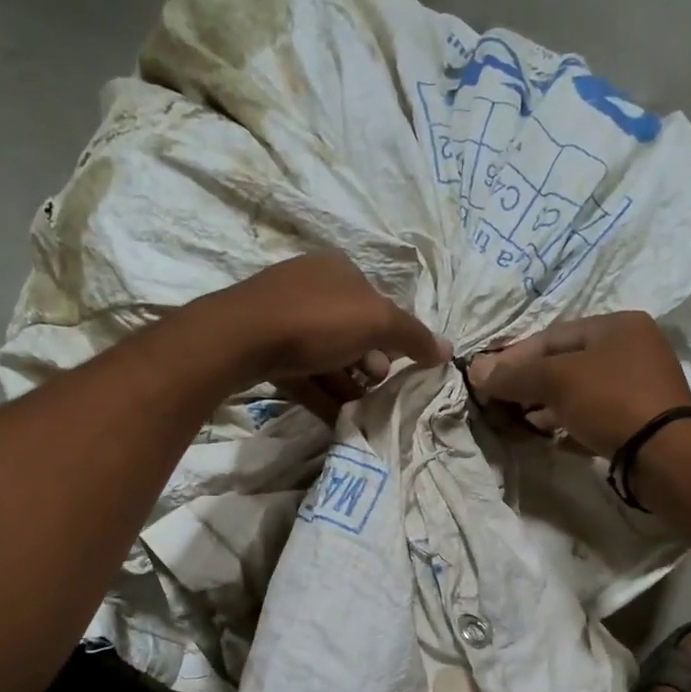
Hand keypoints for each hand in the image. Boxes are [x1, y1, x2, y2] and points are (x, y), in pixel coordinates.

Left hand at [197, 253, 450, 419]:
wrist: (241, 338)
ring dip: (347, 385)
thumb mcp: (376, 323)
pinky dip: (323, 395)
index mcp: (339, 271)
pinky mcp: (264, 349)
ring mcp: (283, 318)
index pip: (377, 304)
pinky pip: (303, 375)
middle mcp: (311, 288)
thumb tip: (448, 350)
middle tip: (374, 385)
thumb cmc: (317, 321)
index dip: (392, 336)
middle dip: (369, 363)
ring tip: (359, 410)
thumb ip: (413, 337)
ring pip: (327, 357)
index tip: (398, 366)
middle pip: (352, 333)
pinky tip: (338, 420)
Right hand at [469, 311, 690, 456]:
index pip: (552, 336)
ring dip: (546, 406)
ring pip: (579, 391)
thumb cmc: (610, 401)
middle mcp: (632, 349)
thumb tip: (475, 370)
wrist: (664, 453)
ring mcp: (639, 385)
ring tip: (520, 422)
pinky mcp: (640, 419)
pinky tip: (549, 436)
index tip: (486, 379)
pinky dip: (568, 422)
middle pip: (566, 363)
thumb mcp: (556, 380)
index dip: (514, 356)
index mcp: (617, 325)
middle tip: (501, 403)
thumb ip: (514, 374)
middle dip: (529, 384)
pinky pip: (594, 414)